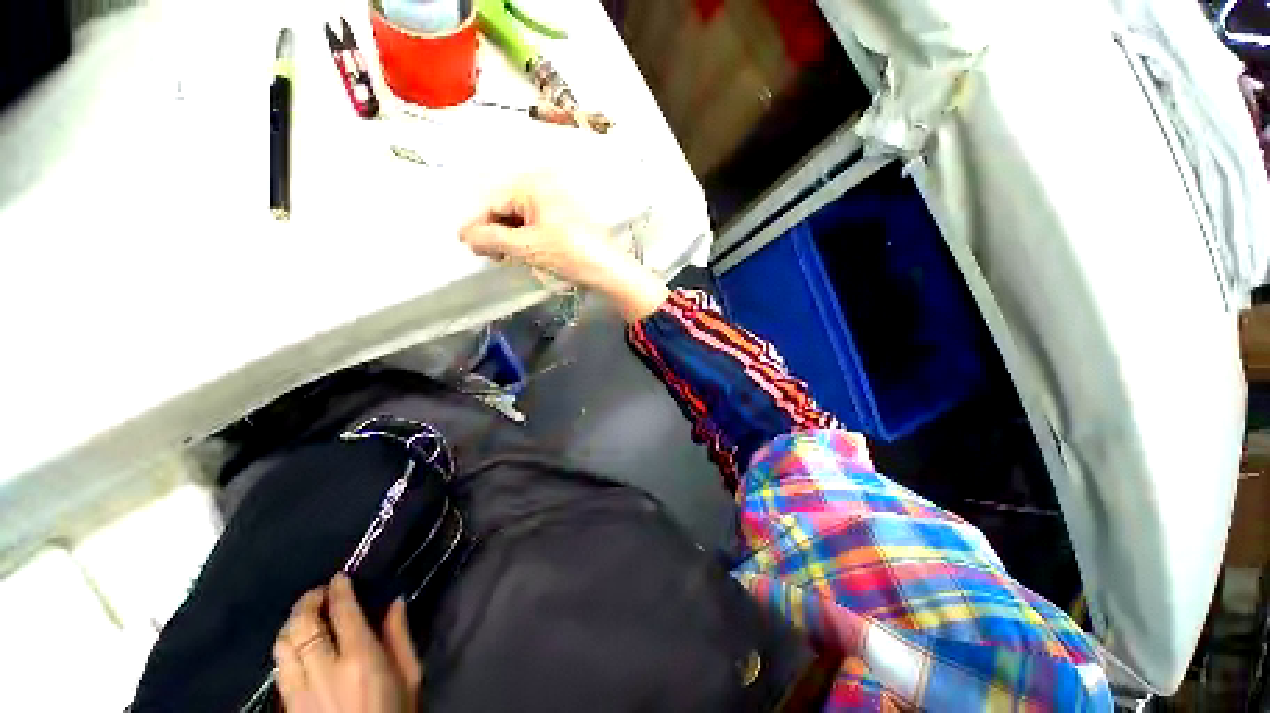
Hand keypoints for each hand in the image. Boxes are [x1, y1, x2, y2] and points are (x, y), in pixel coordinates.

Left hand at [273, 573, 421, 712]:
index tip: (340, 578)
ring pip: (282, 645)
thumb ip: (399, 638)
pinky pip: (279, 668)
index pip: (343, 613)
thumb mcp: (410, 677)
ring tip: (304, 616)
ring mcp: (299, 691)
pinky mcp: (288, 707)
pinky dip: (286, 649)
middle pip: (303, 625)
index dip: (339, 590)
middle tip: (319, 592)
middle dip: (308, 602)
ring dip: (292, 624)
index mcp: (361, 659)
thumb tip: (394, 602)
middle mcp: (324, 671)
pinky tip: (296, 647)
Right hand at [460, 175, 669, 321]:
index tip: (464, 244)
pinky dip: (524, 236)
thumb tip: (467, 236)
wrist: (609, 270)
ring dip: (508, 235)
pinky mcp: (565, 217)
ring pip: (520, 216)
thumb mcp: (526, 247)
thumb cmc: (568, 254)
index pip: (493, 202)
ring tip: (502, 255)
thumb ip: (491, 238)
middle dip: (492, 230)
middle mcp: (544, 185)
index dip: (476, 224)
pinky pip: (535, 222)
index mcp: (533, 184)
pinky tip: (522, 251)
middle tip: (485, 253)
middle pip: (506, 206)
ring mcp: (557, 201)